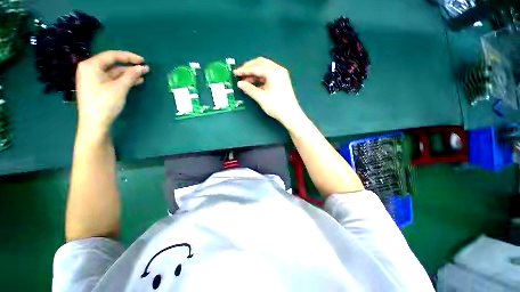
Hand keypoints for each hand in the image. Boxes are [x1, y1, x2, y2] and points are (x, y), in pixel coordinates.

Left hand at [75, 50, 149, 136]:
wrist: (95, 123)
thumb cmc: (105, 103)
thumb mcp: (120, 88)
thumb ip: (131, 75)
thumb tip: (142, 67)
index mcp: (91, 65)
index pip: (112, 56)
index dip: (129, 57)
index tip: (143, 60)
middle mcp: (89, 69)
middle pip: (112, 64)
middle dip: (129, 66)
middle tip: (144, 68)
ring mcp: (92, 79)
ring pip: (113, 72)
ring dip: (128, 74)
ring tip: (143, 76)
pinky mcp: (96, 87)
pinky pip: (111, 79)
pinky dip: (123, 80)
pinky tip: (135, 82)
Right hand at [234, 57, 304, 129]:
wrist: (290, 114)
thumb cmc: (276, 106)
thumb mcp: (261, 97)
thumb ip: (249, 89)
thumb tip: (240, 83)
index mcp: (273, 71)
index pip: (256, 67)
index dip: (244, 70)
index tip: (235, 72)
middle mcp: (278, 70)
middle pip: (261, 63)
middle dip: (249, 68)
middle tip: (240, 73)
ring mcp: (281, 75)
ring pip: (265, 69)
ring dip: (255, 73)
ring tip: (246, 81)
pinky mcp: (281, 81)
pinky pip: (268, 75)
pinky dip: (261, 78)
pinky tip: (254, 84)